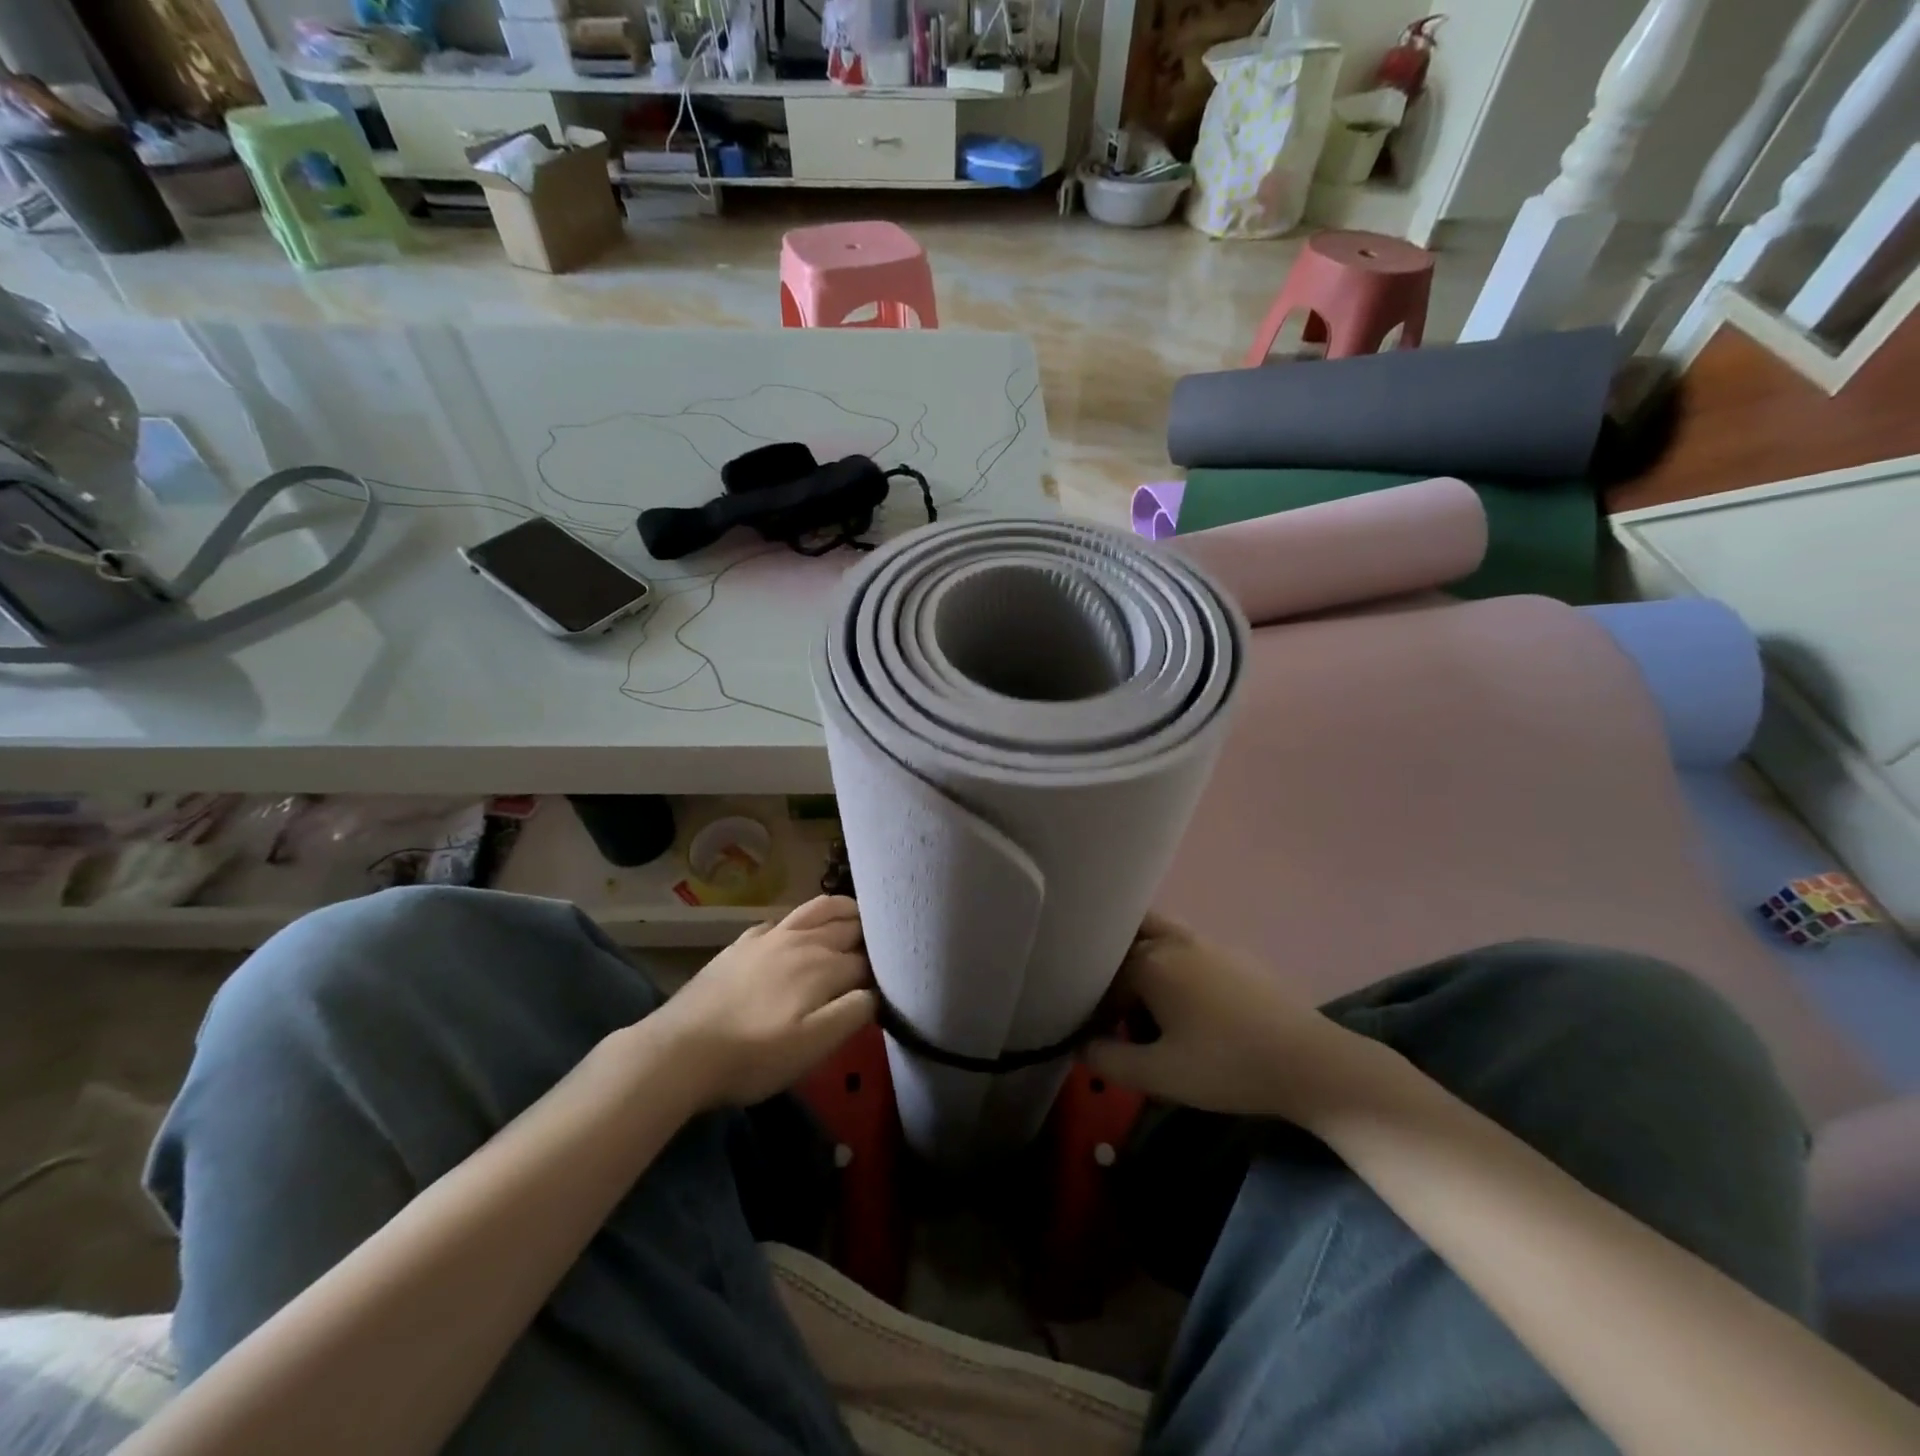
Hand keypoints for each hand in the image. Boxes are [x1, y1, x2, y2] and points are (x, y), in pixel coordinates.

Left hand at [651, 896, 876, 1108]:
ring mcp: (770, 936)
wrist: (680, 1050)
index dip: (883, 971)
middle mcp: (803, 940)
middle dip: (870, 934)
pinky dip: (804, 919)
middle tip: (882, 950)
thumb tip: (876, 992)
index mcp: (824, 965)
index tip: (892, 983)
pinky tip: (799, 932)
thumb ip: (852, 1013)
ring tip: (857, 919)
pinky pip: (784, 918)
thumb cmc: (753, 1056)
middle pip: (848, 926)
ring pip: (819, 909)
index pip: (867, 960)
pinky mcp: (744, 942)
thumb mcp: (812, 1046)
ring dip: (844, 911)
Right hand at [1082, 913, 1382, 1124]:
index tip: (1096, 1036)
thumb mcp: (1159, 1075)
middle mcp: (1175, 941)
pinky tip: (1191, 1009)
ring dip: (1144, 961)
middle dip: (1113, 967)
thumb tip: (1080, 1046)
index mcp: (1151, 962)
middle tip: (1116, 1007)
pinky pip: (1188, 949)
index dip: (1094, 1006)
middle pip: (1128, 938)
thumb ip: (1109, 1060)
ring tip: (1149, 1006)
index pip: (1102, 974)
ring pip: (1159, 936)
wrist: (1309, 1063)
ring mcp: (1209, 943)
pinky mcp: (1236, 956)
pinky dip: (1174, 966)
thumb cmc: (1227, 1067)